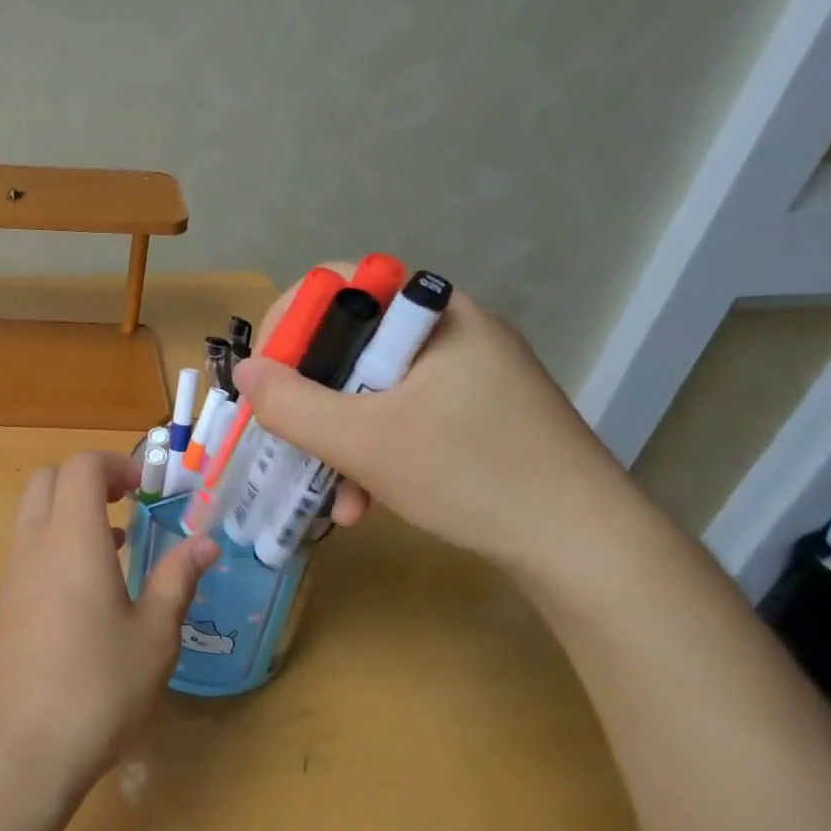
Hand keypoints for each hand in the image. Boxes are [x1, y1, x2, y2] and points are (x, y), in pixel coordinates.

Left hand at [0, 451, 218, 796]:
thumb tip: (204, 545)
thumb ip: (177, 582)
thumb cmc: (96, 689)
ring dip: (71, 514)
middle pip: (47, 480)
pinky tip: (88, 595)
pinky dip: (56, 547)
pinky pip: (27, 552)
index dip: (115, 463)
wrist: (17, 752)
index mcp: (72, 539)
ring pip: (33, 516)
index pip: (80, 466)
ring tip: (117, 548)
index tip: (147, 489)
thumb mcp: (153, 637)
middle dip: (88, 479)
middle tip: (128, 505)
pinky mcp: (1, 607)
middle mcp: (33, 546)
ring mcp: (10, 577)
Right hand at [233, 274, 636, 581]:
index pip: (339, 284)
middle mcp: (451, 330)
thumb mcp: (363, 442)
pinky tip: (365, 501)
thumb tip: (244, 373)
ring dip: (339, 437)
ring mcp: (468, 372)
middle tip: (288, 436)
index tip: (267, 377)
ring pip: (372, 387)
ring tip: (331, 493)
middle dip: (311, 398)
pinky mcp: (477, 411)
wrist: (587, 546)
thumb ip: (291, 405)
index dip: (289, 323)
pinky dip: (374, 450)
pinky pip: (402, 414)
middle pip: (351, 341)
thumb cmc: (471, 476)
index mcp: (433, 313)